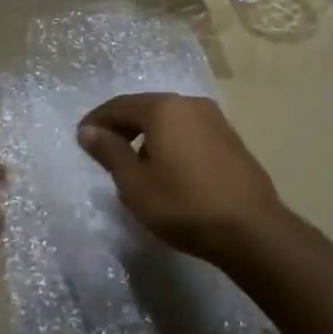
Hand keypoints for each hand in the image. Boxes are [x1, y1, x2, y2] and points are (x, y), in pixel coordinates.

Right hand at [76, 94, 288, 266]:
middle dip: (122, 126)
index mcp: (165, 108)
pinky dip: (171, 142)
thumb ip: (110, 152)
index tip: (81, 139)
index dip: (97, 121)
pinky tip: (168, 169)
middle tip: (104, 151)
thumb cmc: (183, 205)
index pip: (120, 105)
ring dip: (148, 135)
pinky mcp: (231, 139)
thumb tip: (88, 130)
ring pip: (170, 120)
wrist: (251, 229)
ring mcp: (216, 120)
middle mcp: (191, 104)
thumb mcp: (135, 183)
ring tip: (134, 164)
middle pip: (147, 108)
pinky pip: (190, 132)